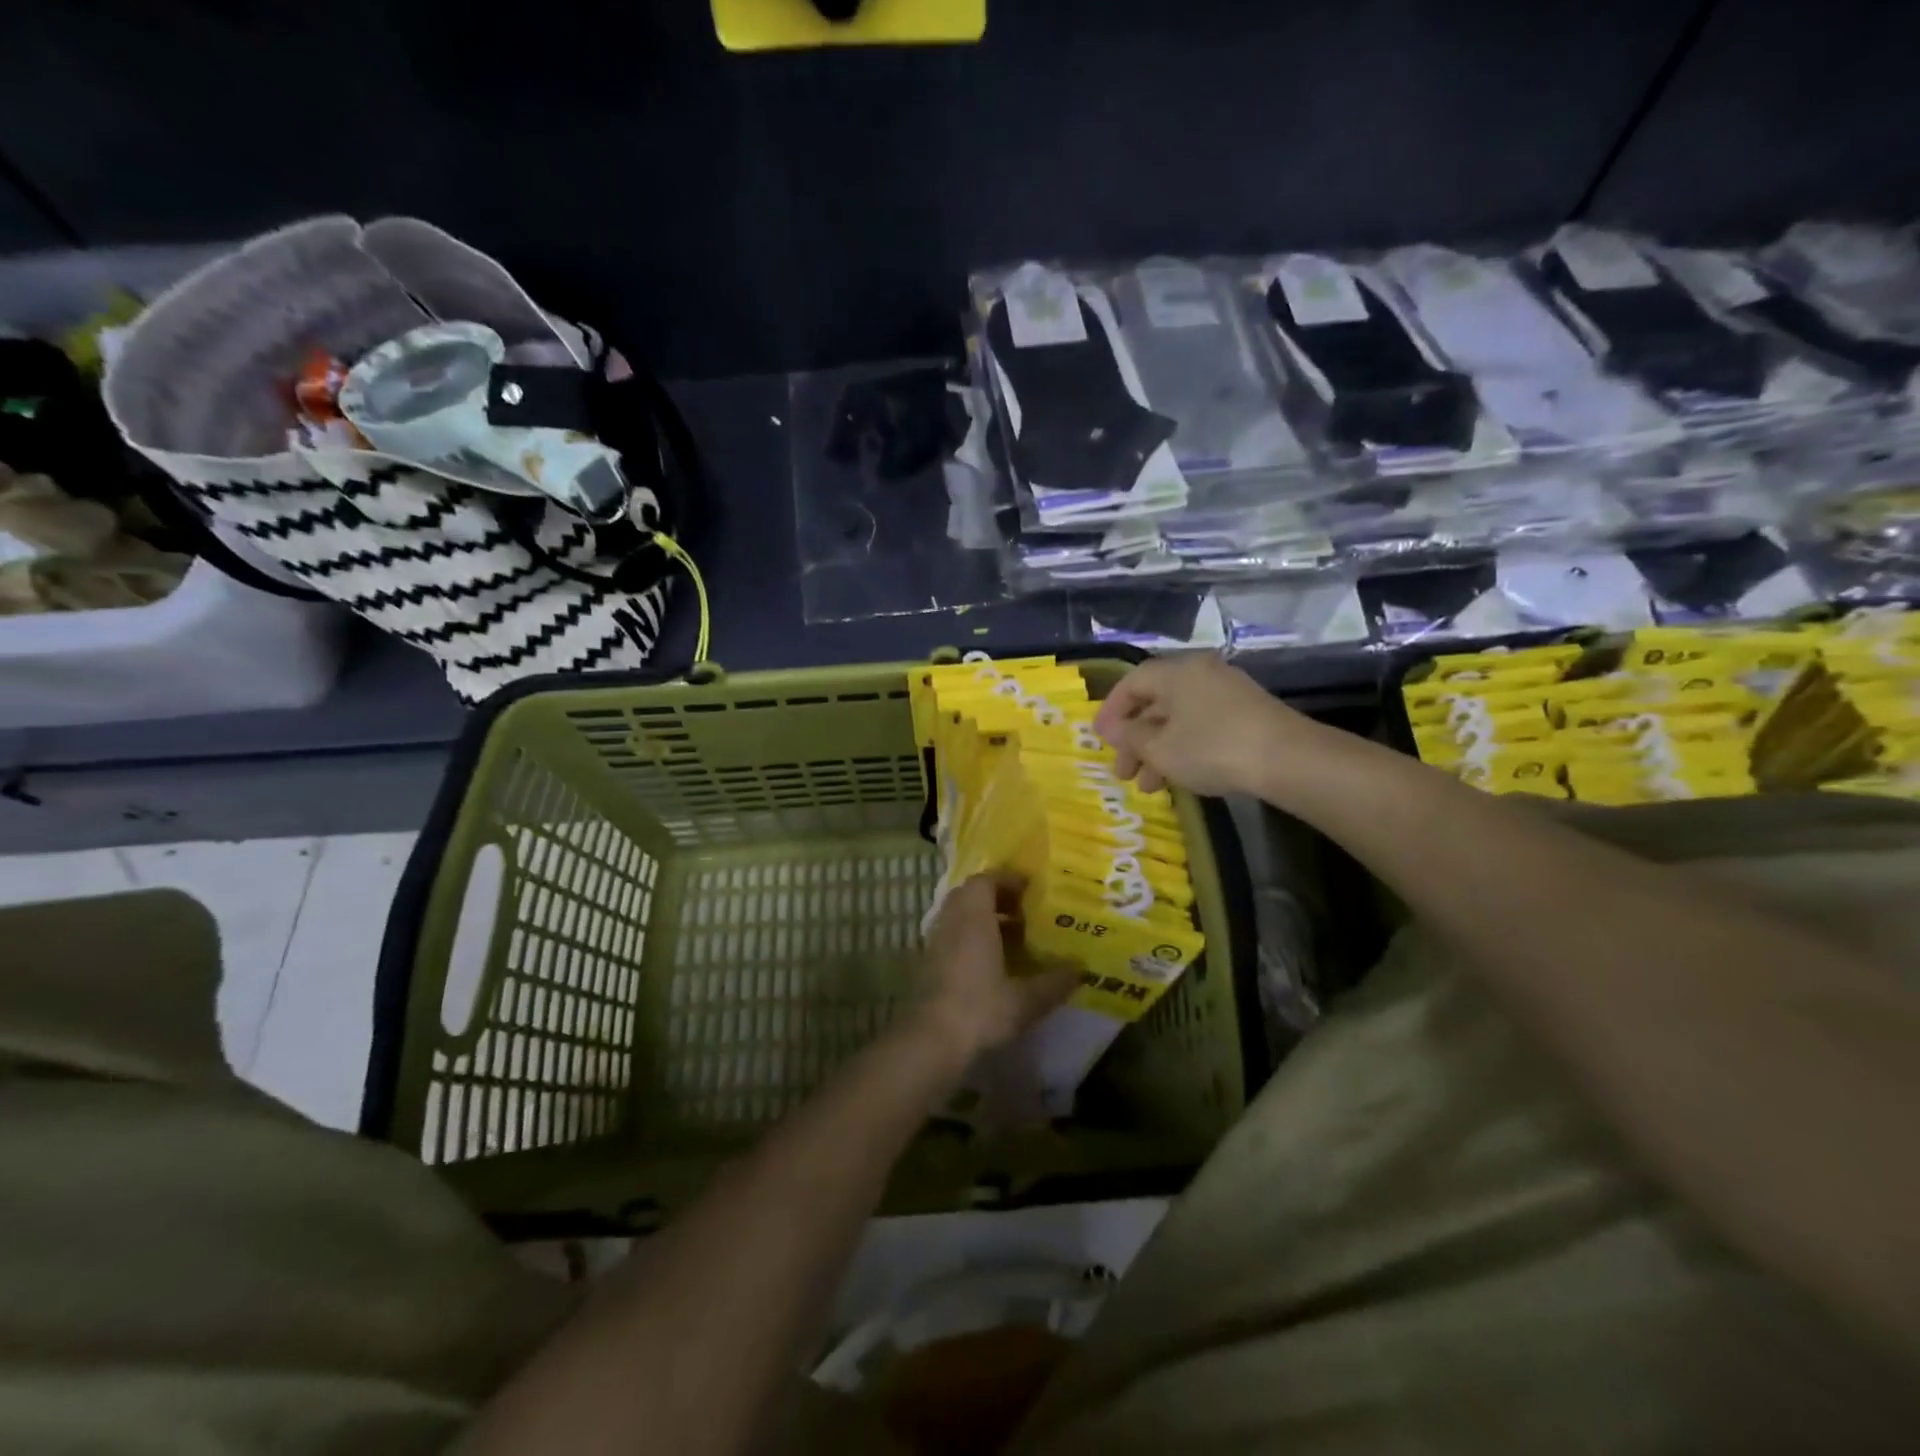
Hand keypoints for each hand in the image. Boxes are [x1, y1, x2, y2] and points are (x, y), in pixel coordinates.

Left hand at [917, 875, 1078, 1062]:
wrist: (930, 1040)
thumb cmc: (980, 1009)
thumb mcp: (1026, 999)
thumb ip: (1055, 982)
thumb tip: (1081, 969)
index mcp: (974, 917)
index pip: (986, 880)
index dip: (1008, 880)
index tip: (1031, 889)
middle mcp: (951, 921)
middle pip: (971, 895)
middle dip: (998, 898)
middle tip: (1026, 912)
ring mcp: (935, 941)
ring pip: (960, 915)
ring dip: (984, 918)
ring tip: (1014, 938)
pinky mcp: (927, 962)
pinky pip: (952, 935)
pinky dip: (971, 937)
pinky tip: (992, 963)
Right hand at [1093, 653, 1311, 797]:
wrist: (1287, 759)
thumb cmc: (1212, 748)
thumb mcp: (1161, 748)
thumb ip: (1130, 737)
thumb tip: (1112, 729)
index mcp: (1176, 672)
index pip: (1132, 683)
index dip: (1111, 710)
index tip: (1100, 739)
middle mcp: (1200, 673)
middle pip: (1155, 703)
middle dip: (1135, 740)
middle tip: (1124, 773)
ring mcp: (1227, 692)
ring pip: (1179, 718)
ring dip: (1158, 751)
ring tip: (1150, 787)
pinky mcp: (1247, 713)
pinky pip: (1201, 725)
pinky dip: (1183, 747)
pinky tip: (1180, 776)